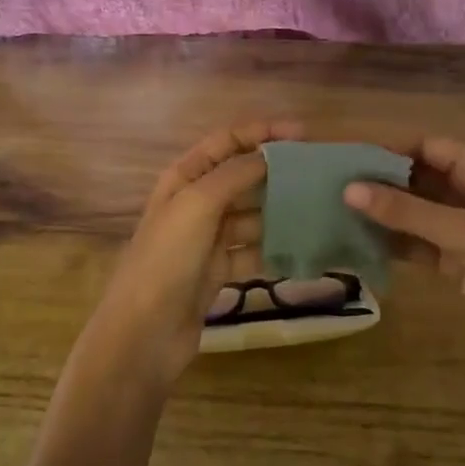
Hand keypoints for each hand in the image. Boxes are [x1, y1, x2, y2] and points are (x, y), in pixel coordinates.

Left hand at [87, 119, 299, 387]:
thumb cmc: (167, 258)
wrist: (144, 332)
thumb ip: (235, 174)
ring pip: (252, 214)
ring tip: (320, 208)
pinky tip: (304, 247)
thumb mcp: (198, 205)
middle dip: (277, 172)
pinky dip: (274, 247)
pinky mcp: (219, 270)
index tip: (302, 135)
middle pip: (242, 177)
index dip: (261, 133)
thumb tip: (270, 154)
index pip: (226, 142)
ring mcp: (207, 238)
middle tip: (319, 174)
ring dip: (280, 210)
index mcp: (184, 178)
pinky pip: (253, 249)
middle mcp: (196, 202)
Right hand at [345, 137, 464, 380]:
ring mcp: (463, 232)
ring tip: (340, 211)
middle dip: (384, 181)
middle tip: (336, 183)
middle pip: (421, 179)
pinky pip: (418, 245)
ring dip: (385, 214)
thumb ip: (407, 212)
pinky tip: (361, 242)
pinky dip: (393, 243)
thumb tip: (350, 189)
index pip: (433, 147)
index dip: (396, 147)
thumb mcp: (464, 232)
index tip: (353, 154)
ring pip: (416, 214)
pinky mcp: (455, 263)